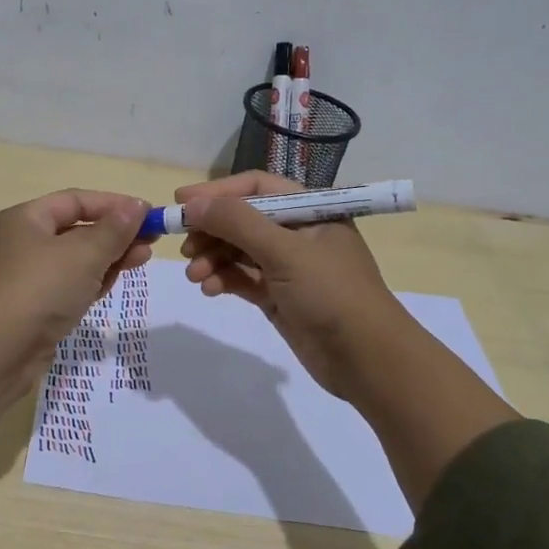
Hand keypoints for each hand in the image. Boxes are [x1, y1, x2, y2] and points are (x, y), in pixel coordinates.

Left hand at [0, 189, 151, 353]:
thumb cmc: (41, 289)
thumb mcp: (84, 254)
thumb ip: (114, 229)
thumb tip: (137, 207)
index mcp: (25, 218)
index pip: (76, 201)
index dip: (114, 204)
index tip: (149, 215)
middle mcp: (21, 242)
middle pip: (76, 229)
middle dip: (115, 234)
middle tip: (151, 242)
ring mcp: (26, 276)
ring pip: (75, 259)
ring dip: (108, 258)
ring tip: (141, 260)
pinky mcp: (33, 306)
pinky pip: (68, 285)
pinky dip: (91, 281)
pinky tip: (111, 284)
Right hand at [175, 172, 406, 403]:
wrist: (367, 360)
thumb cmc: (331, 293)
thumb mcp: (284, 251)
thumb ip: (237, 223)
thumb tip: (192, 203)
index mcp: (310, 209)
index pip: (255, 187)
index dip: (217, 192)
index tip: (181, 202)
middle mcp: (298, 232)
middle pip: (243, 219)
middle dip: (211, 230)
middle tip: (183, 246)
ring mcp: (288, 266)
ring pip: (239, 251)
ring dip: (213, 259)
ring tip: (194, 275)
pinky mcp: (279, 296)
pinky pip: (243, 279)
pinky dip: (223, 280)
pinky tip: (209, 289)